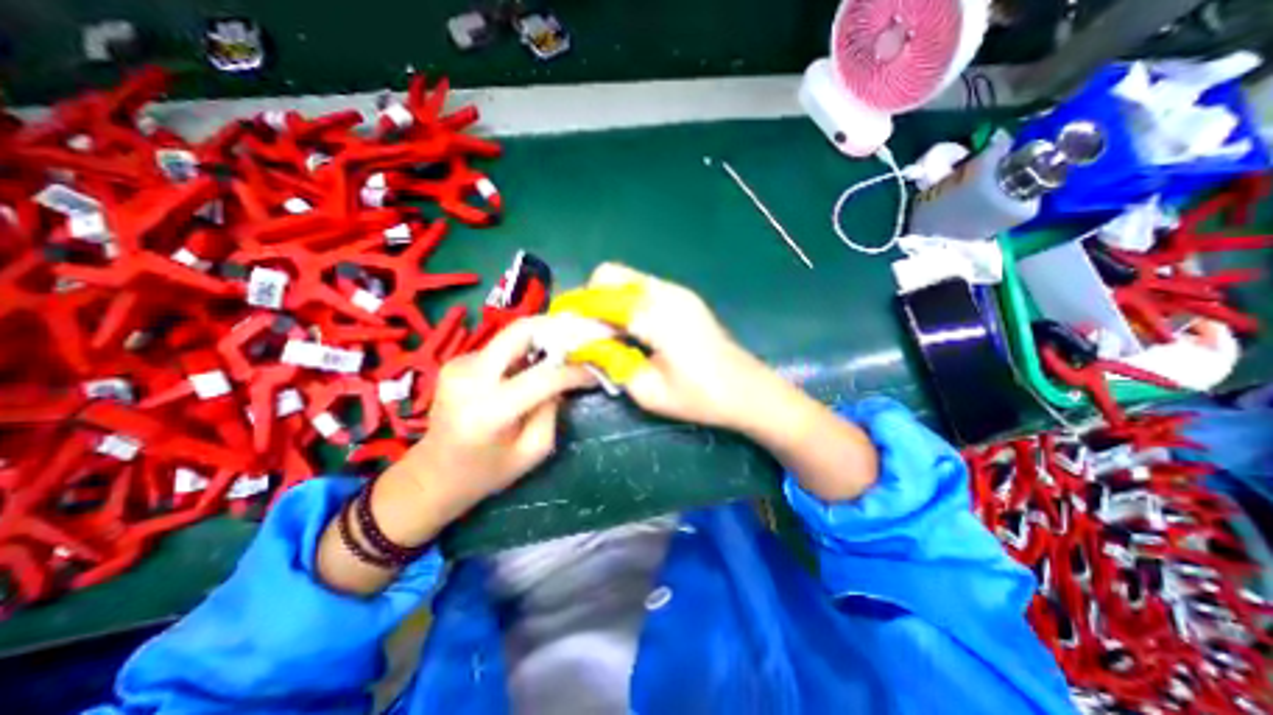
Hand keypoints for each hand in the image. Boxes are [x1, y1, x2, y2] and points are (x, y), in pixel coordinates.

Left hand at [402, 317, 595, 510]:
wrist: (432, 474)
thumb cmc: (486, 473)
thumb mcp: (532, 451)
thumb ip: (553, 411)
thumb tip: (566, 378)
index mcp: (488, 411)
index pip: (543, 377)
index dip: (575, 371)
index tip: (596, 370)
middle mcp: (469, 378)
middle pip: (521, 331)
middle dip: (558, 328)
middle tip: (584, 334)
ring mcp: (460, 364)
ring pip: (513, 335)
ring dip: (544, 338)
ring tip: (567, 349)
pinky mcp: (459, 361)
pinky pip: (503, 346)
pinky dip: (527, 349)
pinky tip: (537, 363)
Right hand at [591, 263, 882, 501]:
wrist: (750, 391)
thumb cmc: (701, 397)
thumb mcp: (648, 390)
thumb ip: (611, 362)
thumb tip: (583, 346)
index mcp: (656, 314)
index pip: (600, 297)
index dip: (574, 308)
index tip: (557, 325)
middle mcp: (665, 292)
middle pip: (610, 274)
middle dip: (589, 298)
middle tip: (584, 331)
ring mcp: (678, 292)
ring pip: (626, 279)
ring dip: (607, 300)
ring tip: (604, 334)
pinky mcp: (684, 299)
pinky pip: (643, 289)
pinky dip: (626, 303)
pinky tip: (629, 331)